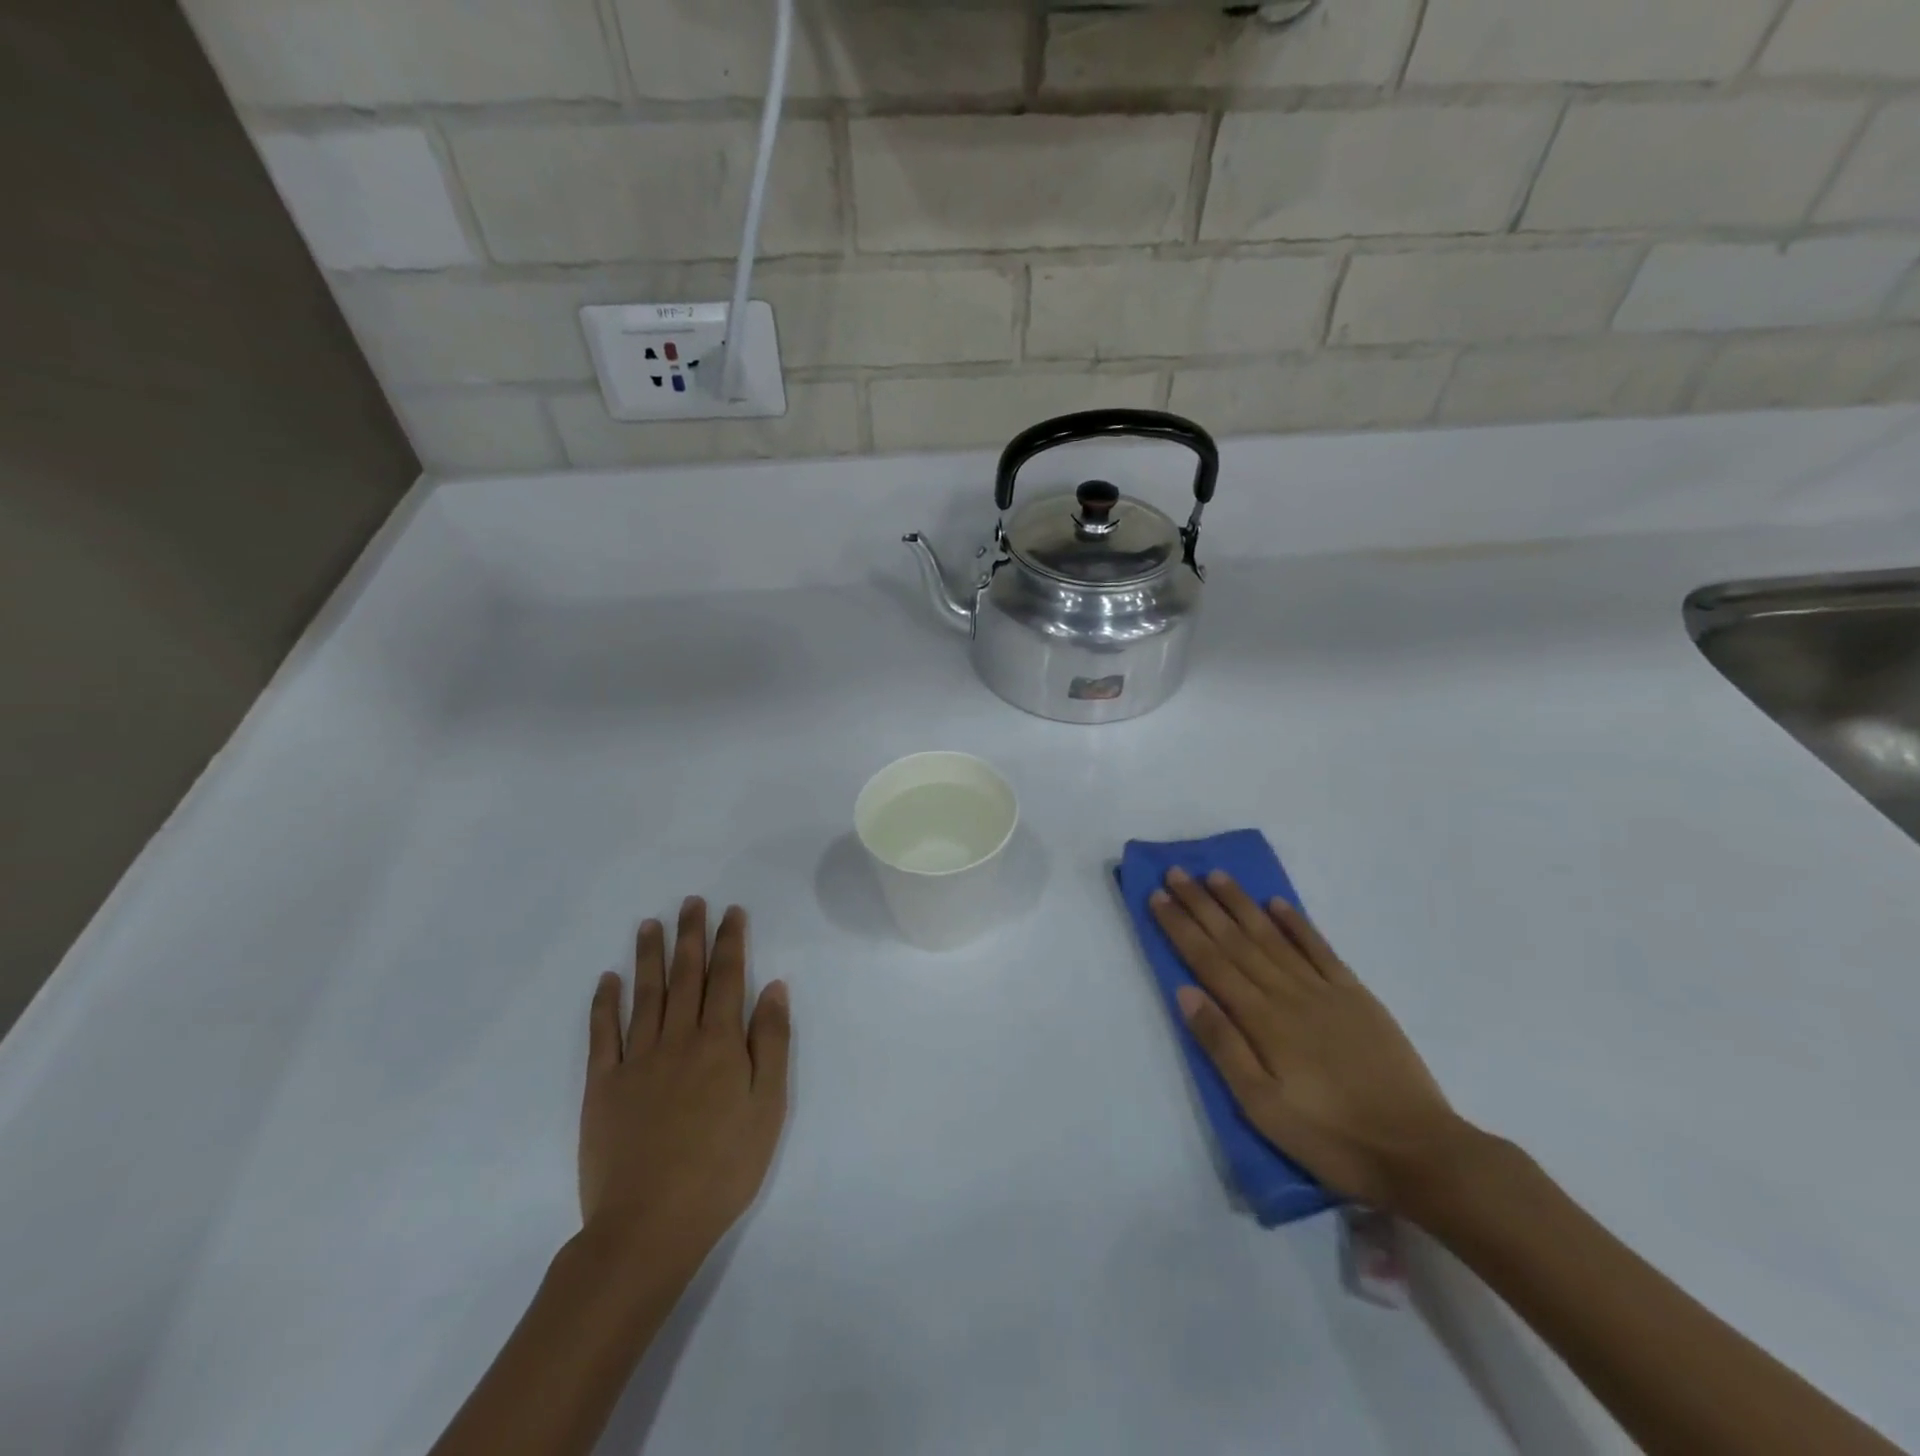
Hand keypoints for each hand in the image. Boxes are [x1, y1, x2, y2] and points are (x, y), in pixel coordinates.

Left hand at [579, 898, 790, 1271]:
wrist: (650, 1224)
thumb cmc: (723, 1167)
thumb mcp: (768, 1106)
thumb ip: (771, 1042)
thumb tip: (774, 987)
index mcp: (720, 1043)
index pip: (728, 977)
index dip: (730, 941)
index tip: (731, 911)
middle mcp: (678, 1039)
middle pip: (686, 976)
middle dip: (691, 935)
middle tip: (692, 902)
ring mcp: (636, 1060)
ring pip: (645, 994)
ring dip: (649, 955)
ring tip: (651, 923)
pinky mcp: (602, 1086)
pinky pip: (603, 1034)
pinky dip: (605, 1003)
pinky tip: (608, 978)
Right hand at [1150, 868, 1471, 1211]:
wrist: (1421, 1152)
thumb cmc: (1332, 1138)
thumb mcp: (1263, 1107)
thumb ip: (1222, 1046)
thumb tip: (1185, 992)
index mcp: (1261, 1020)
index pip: (1209, 961)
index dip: (1180, 927)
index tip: (1157, 897)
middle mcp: (1287, 993)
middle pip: (1235, 940)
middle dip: (1201, 904)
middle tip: (1175, 872)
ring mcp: (1324, 990)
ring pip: (1272, 936)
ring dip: (1241, 904)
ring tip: (1215, 876)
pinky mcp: (1356, 996)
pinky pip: (1319, 949)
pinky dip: (1297, 923)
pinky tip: (1277, 903)